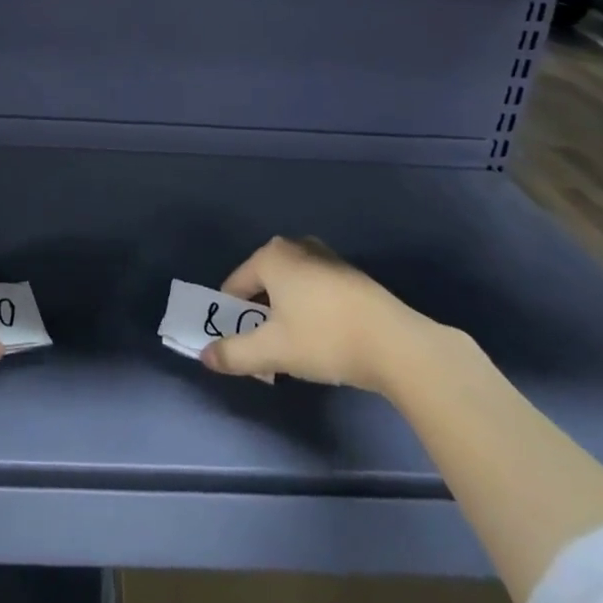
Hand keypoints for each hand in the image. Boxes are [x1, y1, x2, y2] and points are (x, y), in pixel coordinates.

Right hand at [201, 236, 440, 392]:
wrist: (397, 344)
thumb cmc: (326, 338)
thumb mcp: (274, 351)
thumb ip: (234, 353)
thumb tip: (205, 356)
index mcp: (271, 256)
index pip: (234, 286)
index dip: (232, 317)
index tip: (242, 346)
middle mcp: (295, 246)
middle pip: (263, 284)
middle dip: (260, 316)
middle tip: (269, 349)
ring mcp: (325, 257)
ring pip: (290, 287)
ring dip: (286, 314)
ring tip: (297, 348)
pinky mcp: (350, 275)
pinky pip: (314, 290)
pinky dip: (310, 310)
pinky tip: (324, 339)